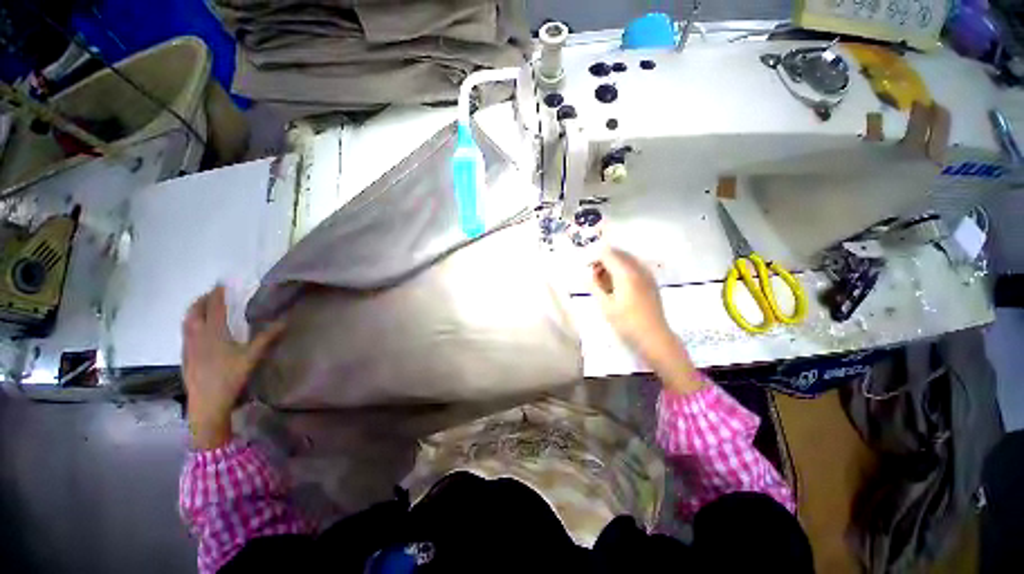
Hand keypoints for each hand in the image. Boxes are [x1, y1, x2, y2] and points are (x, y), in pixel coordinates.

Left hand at [182, 286, 284, 449]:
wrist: (206, 403)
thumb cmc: (230, 377)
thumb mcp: (252, 357)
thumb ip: (267, 338)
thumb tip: (284, 321)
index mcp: (214, 333)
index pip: (213, 308)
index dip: (217, 295)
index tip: (221, 284)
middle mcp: (197, 336)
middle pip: (194, 312)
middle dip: (201, 301)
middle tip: (210, 295)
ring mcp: (188, 347)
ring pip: (186, 323)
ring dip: (193, 311)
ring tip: (201, 309)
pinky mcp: (185, 357)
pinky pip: (185, 334)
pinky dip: (190, 325)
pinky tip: (197, 332)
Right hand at [590, 248, 671, 350]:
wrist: (654, 337)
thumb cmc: (627, 323)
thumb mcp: (606, 306)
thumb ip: (594, 287)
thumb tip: (584, 276)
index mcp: (626, 273)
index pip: (607, 254)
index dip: (593, 257)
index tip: (585, 268)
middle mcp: (638, 269)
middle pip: (617, 253)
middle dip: (603, 260)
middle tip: (593, 276)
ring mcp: (647, 274)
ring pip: (626, 259)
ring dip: (613, 265)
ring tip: (604, 282)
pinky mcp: (651, 281)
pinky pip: (635, 267)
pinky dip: (623, 270)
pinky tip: (617, 285)